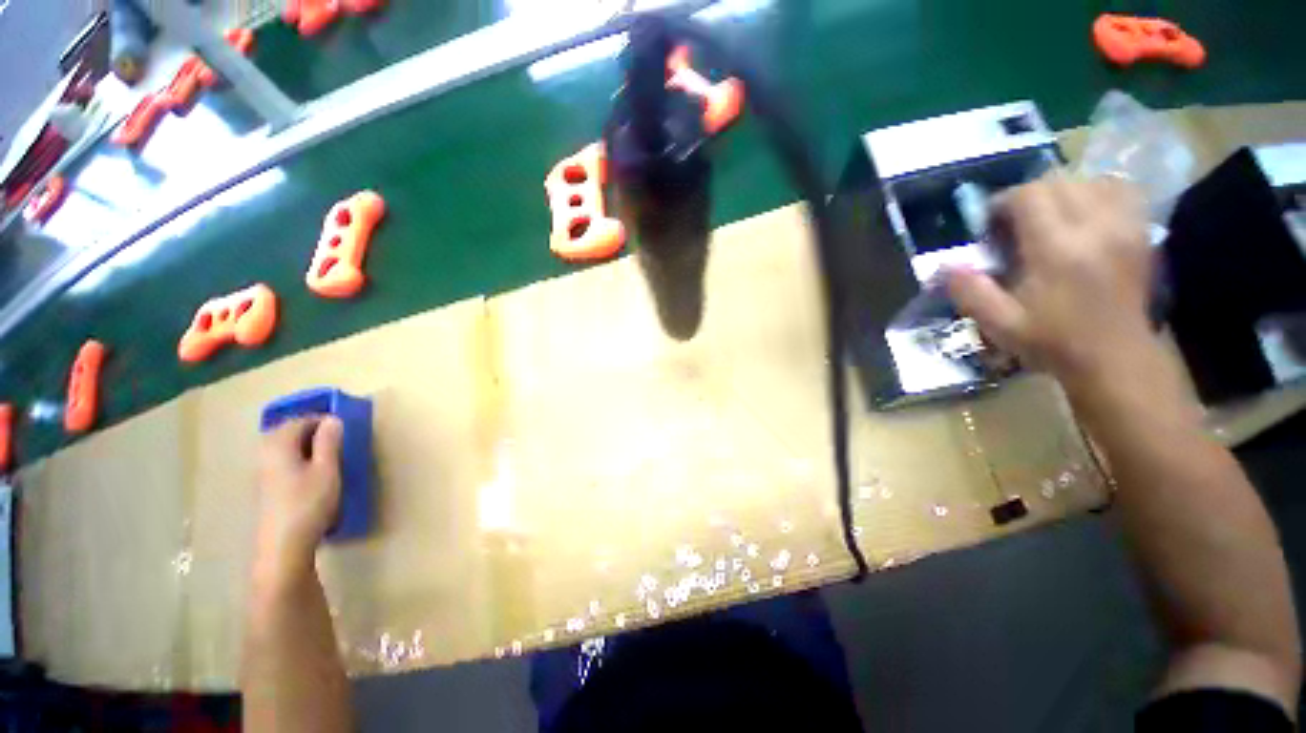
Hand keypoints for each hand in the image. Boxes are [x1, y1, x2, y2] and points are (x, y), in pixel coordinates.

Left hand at [254, 417, 342, 581]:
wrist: (284, 546)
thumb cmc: (308, 503)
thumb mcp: (327, 469)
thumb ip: (329, 442)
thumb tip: (333, 419)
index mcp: (279, 445)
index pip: (299, 421)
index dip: (322, 420)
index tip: (344, 426)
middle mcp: (265, 455)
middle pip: (287, 432)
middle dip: (311, 431)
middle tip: (337, 438)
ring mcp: (263, 473)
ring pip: (284, 448)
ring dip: (305, 445)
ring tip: (328, 454)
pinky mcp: (266, 488)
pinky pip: (282, 462)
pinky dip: (298, 459)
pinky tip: (312, 473)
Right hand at [946, 172, 1153, 391]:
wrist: (1116, 359)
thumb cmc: (1054, 342)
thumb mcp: (1001, 324)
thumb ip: (970, 292)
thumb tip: (946, 265)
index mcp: (1057, 250)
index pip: (1030, 196)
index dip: (1003, 202)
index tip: (990, 225)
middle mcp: (1095, 228)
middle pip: (1059, 182)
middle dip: (1029, 196)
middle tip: (1014, 224)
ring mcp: (1124, 228)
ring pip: (1092, 181)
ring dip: (1063, 192)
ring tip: (1049, 218)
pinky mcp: (1141, 234)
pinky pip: (1121, 192)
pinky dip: (1097, 194)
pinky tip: (1084, 216)